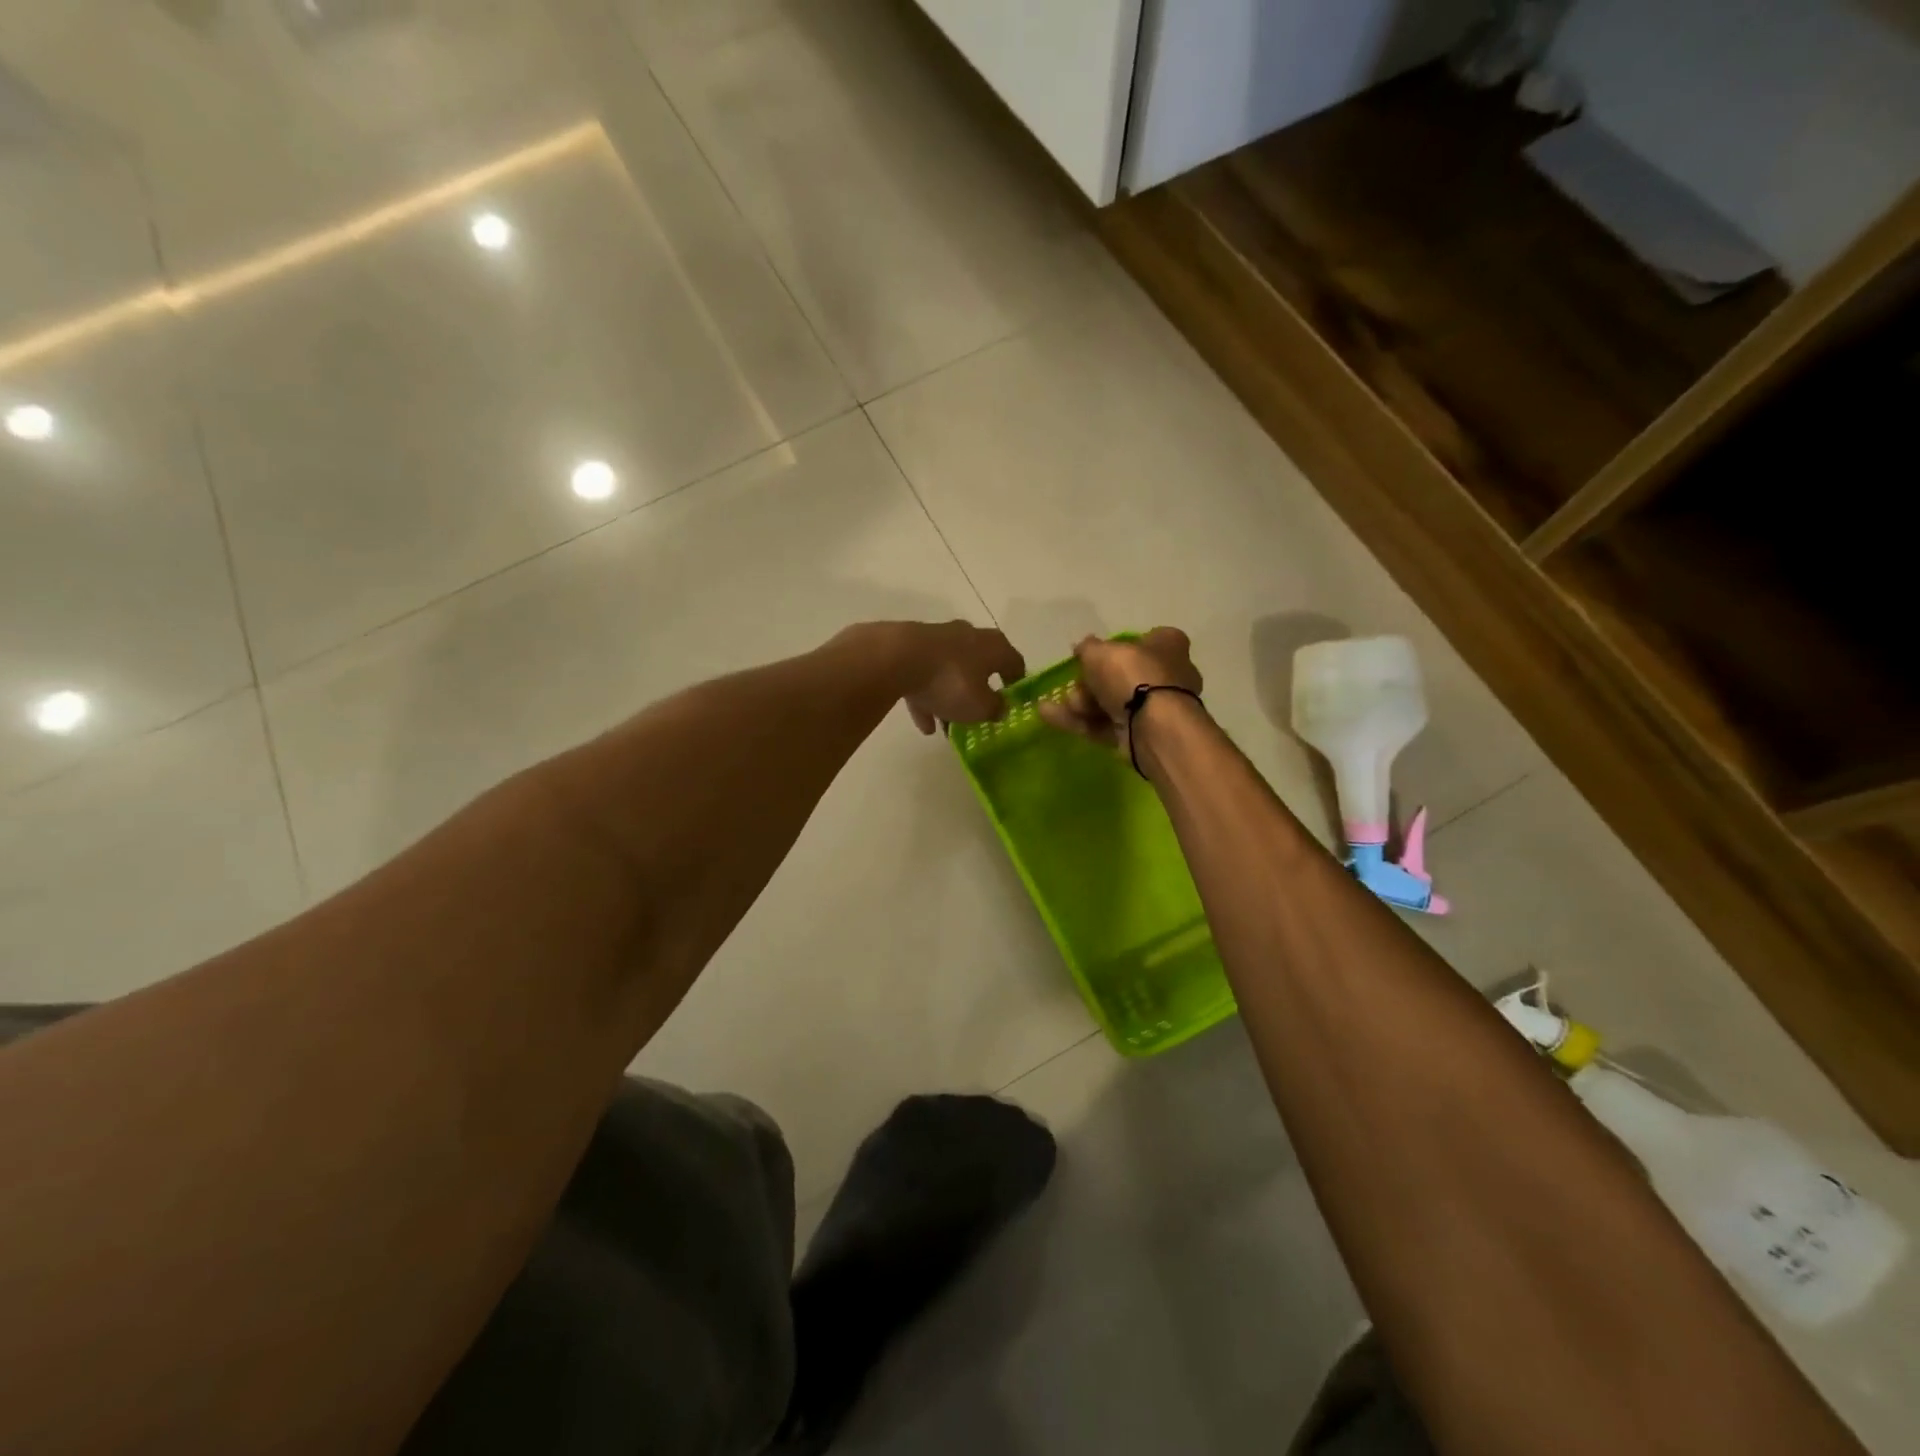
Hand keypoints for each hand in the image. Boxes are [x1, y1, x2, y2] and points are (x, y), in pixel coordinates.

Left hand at [875, 620, 1026, 734]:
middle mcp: (969, 636)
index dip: (1016, 683)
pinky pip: (925, 676)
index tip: (1013, 701)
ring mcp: (939, 639)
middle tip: (979, 714)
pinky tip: (924, 724)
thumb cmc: (951, 681)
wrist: (897, 657)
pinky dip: (927, 698)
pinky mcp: (912, 647)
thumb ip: (995, 709)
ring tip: (947, 728)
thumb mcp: (980, 706)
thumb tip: (1001, 708)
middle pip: (980, 666)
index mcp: (994, 646)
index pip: (1014, 662)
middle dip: (978, 691)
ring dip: (950, 698)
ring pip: (950, 672)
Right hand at [1036, 627, 1202, 752]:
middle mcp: (1167, 676)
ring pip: (1110, 703)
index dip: (1116, 647)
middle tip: (1072, 686)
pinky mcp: (1140, 736)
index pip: (1144, 640)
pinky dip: (1079, 722)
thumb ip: (1088, 648)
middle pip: (1121, 676)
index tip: (1090, 655)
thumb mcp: (1100, 652)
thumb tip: (1083, 647)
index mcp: (1167, 646)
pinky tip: (1050, 717)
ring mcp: (1154, 710)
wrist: (1153, 726)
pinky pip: (1105, 726)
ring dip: (1079, 704)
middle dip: (1089, 683)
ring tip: (1053, 705)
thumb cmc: (1133, 675)